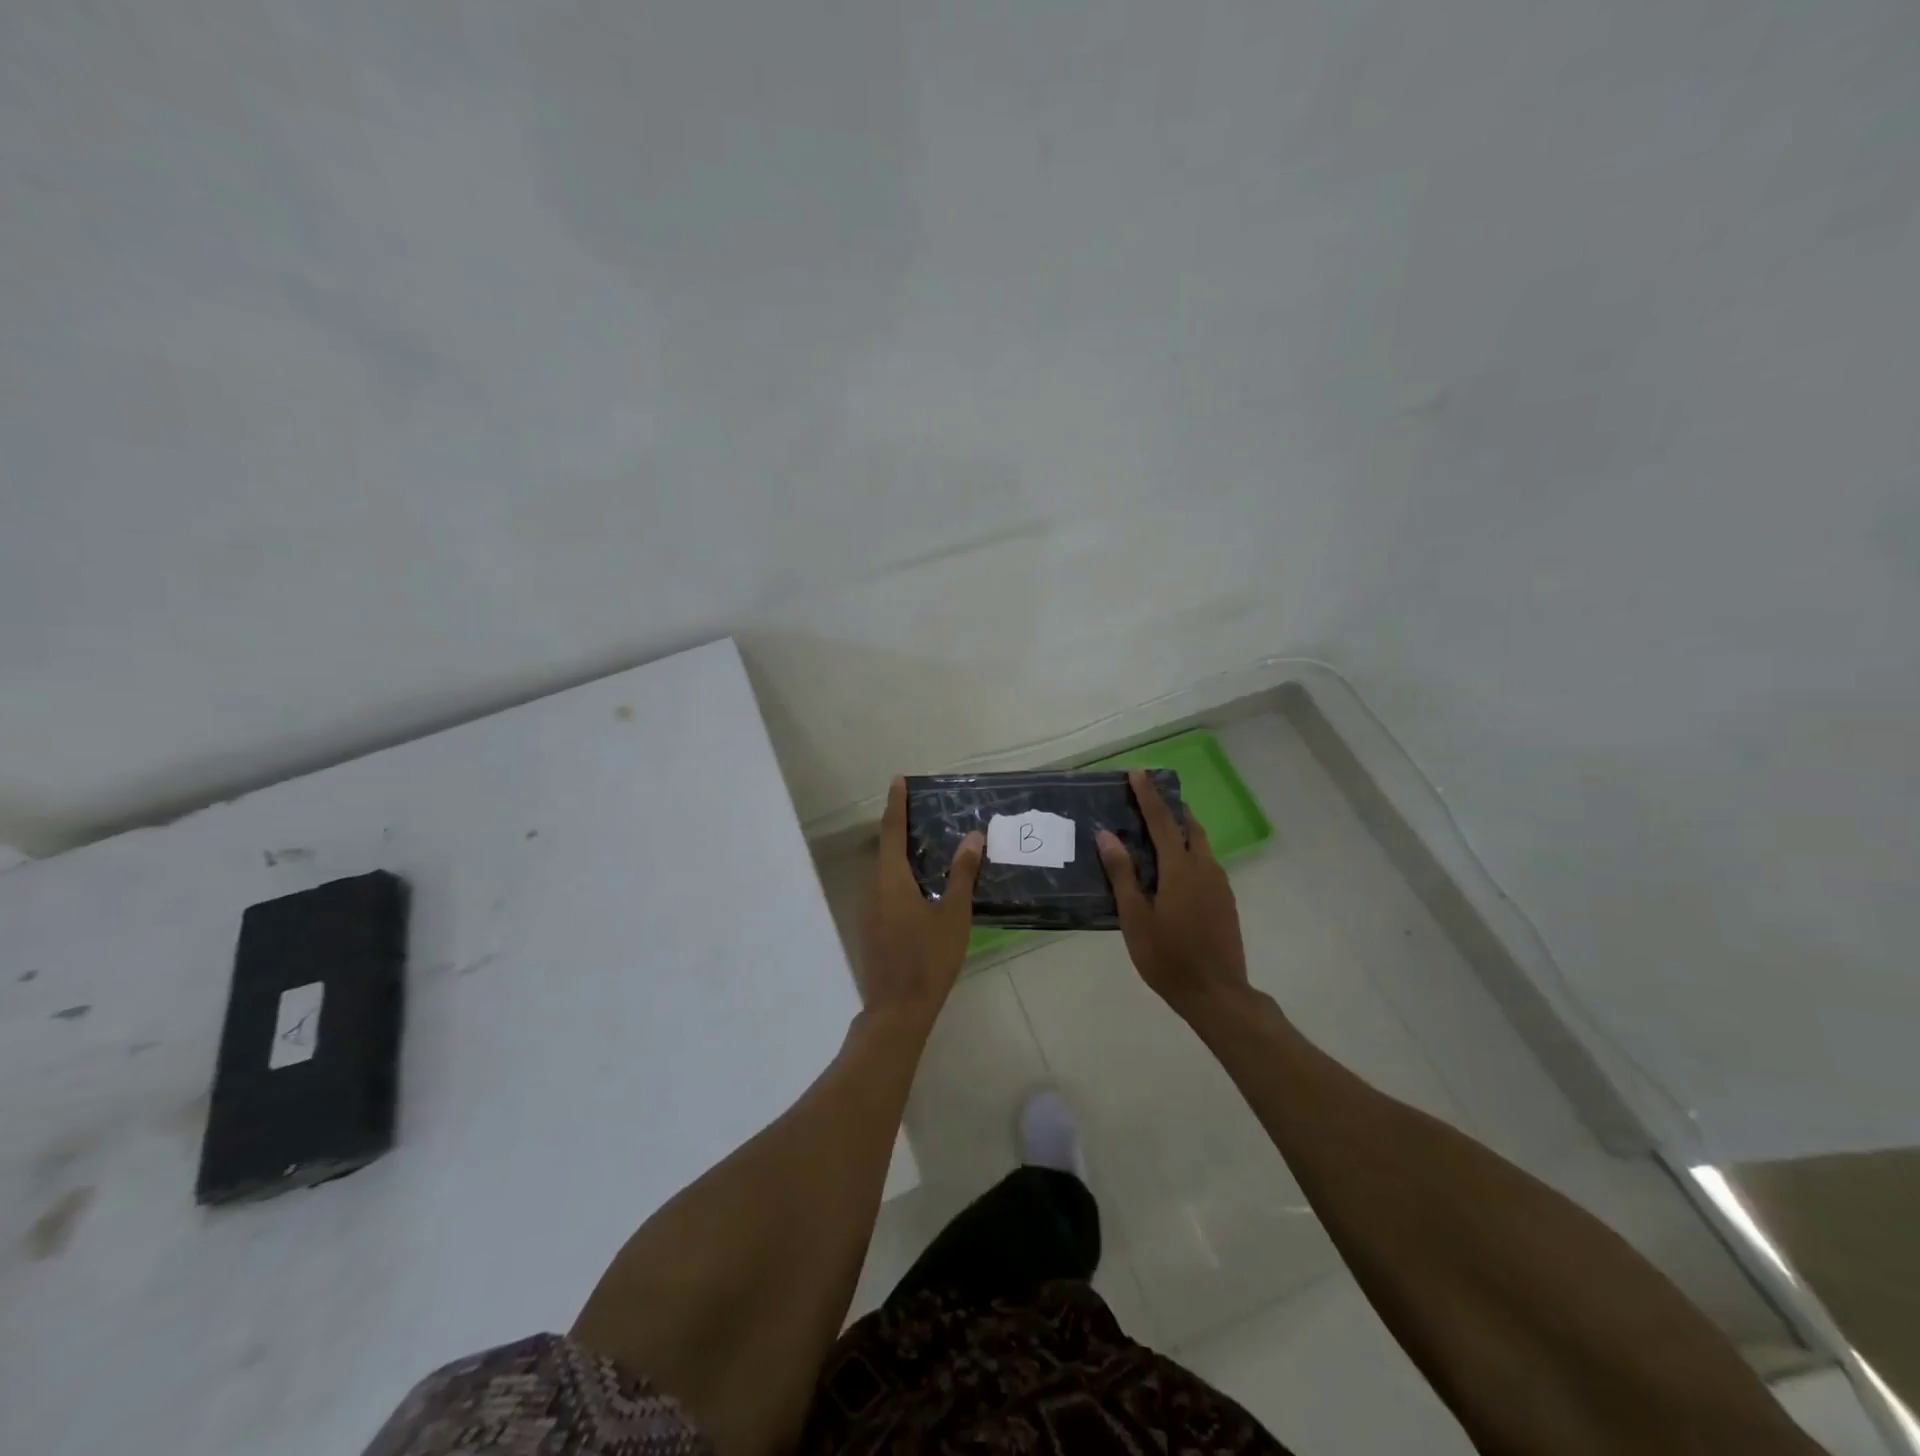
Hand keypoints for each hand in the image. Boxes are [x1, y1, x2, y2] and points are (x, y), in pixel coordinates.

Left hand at [859, 777, 983, 1027]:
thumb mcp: (953, 914)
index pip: (892, 830)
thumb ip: (961, 873)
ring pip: (883, 870)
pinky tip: (919, 886)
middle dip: (900, 827)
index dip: (896, 804)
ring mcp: (868, 909)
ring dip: (900, 854)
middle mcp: (872, 887)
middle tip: (923, 813)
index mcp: (890, 878)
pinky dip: (899, 876)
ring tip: (927, 845)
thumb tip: (972, 836)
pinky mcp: (871, 927)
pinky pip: (884, 888)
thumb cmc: (928, 957)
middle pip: (885, 848)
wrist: (898, 1008)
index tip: (898, 780)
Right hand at [1097, 769, 1249, 1019]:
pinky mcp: (1225, 899)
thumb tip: (1107, 835)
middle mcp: (1204, 868)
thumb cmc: (1168, 958)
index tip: (1138, 773)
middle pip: (1189, 825)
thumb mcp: (1135, 918)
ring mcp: (1219, 883)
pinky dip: (1189, 849)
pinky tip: (1173, 866)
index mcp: (1180, 869)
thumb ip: (1123, 874)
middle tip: (1147, 796)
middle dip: (1169, 806)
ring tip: (1157, 827)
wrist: (1217, 994)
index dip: (1149, 795)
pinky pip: (1205, 861)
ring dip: (1181, 827)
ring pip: (1201, 843)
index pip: (1162, 821)